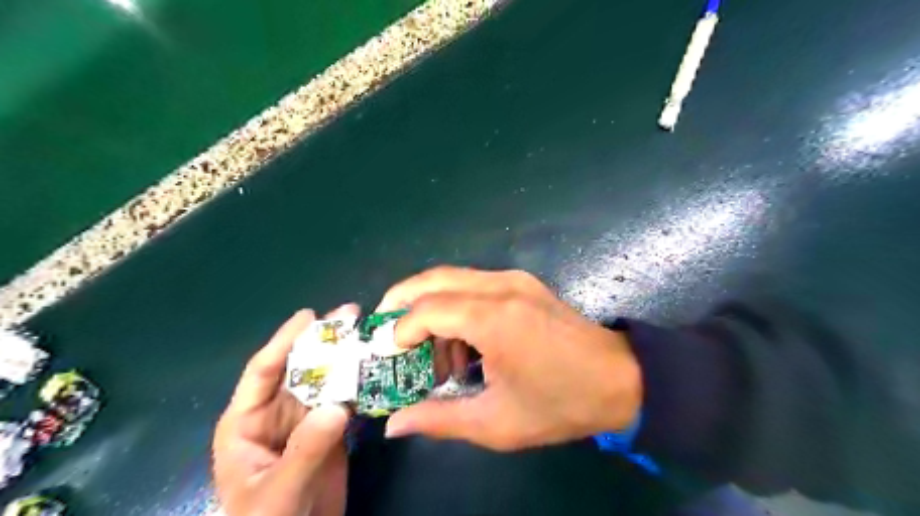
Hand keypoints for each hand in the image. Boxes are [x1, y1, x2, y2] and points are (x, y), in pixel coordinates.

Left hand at [213, 304, 359, 514]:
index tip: (310, 316)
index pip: (263, 371)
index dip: (285, 341)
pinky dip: (362, 384)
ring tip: (369, 334)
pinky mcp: (330, 430)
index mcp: (247, 422)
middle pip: (301, 368)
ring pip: (327, 380)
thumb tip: (338, 406)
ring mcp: (306, 420)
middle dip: (324, 341)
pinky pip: (346, 399)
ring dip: (347, 358)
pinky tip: (378, 368)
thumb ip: (305, 450)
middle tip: (351, 315)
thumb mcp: (277, 493)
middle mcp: (276, 413)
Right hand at [376, 269, 641, 449]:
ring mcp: (514, 279)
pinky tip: (461, 340)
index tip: (392, 357)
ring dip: (429, 306)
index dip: (400, 331)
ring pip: (452, 278)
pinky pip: (473, 284)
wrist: (620, 379)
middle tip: (385, 330)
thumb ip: (439, 419)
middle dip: (401, 301)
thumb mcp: (496, 422)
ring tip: (430, 349)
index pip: (427, 310)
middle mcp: (500, 287)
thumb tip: (395, 425)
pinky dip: (454, 305)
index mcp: (493, 319)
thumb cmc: (559, 404)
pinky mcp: (523, 282)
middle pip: (433, 279)